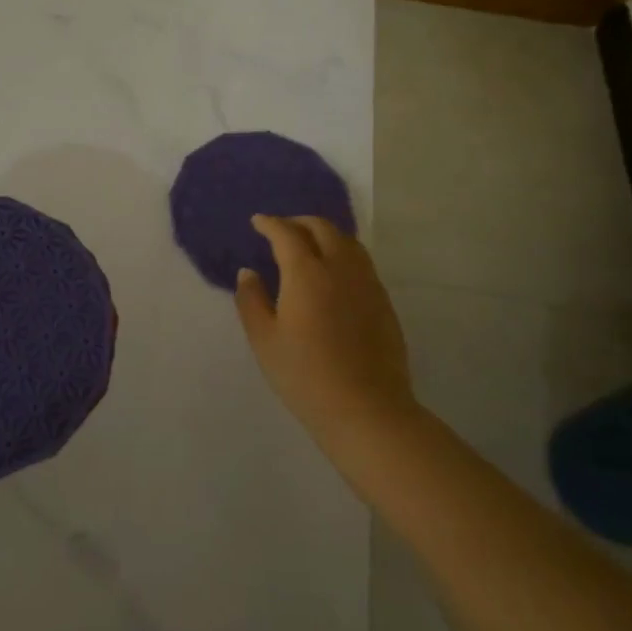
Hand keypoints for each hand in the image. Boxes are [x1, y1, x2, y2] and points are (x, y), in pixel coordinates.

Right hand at [234, 215, 416, 447]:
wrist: (367, 409)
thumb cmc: (305, 376)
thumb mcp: (265, 341)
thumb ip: (252, 301)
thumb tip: (249, 273)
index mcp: (306, 273)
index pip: (286, 234)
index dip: (270, 223)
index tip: (258, 221)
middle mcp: (340, 268)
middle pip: (322, 228)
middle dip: (299, 222)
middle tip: (281, 229)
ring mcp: (367, 283)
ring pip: (347, 241)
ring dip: (324, 234)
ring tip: (308, 245)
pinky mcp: (383, 301)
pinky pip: (361, 262)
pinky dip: (342, 253)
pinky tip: (333, 272)